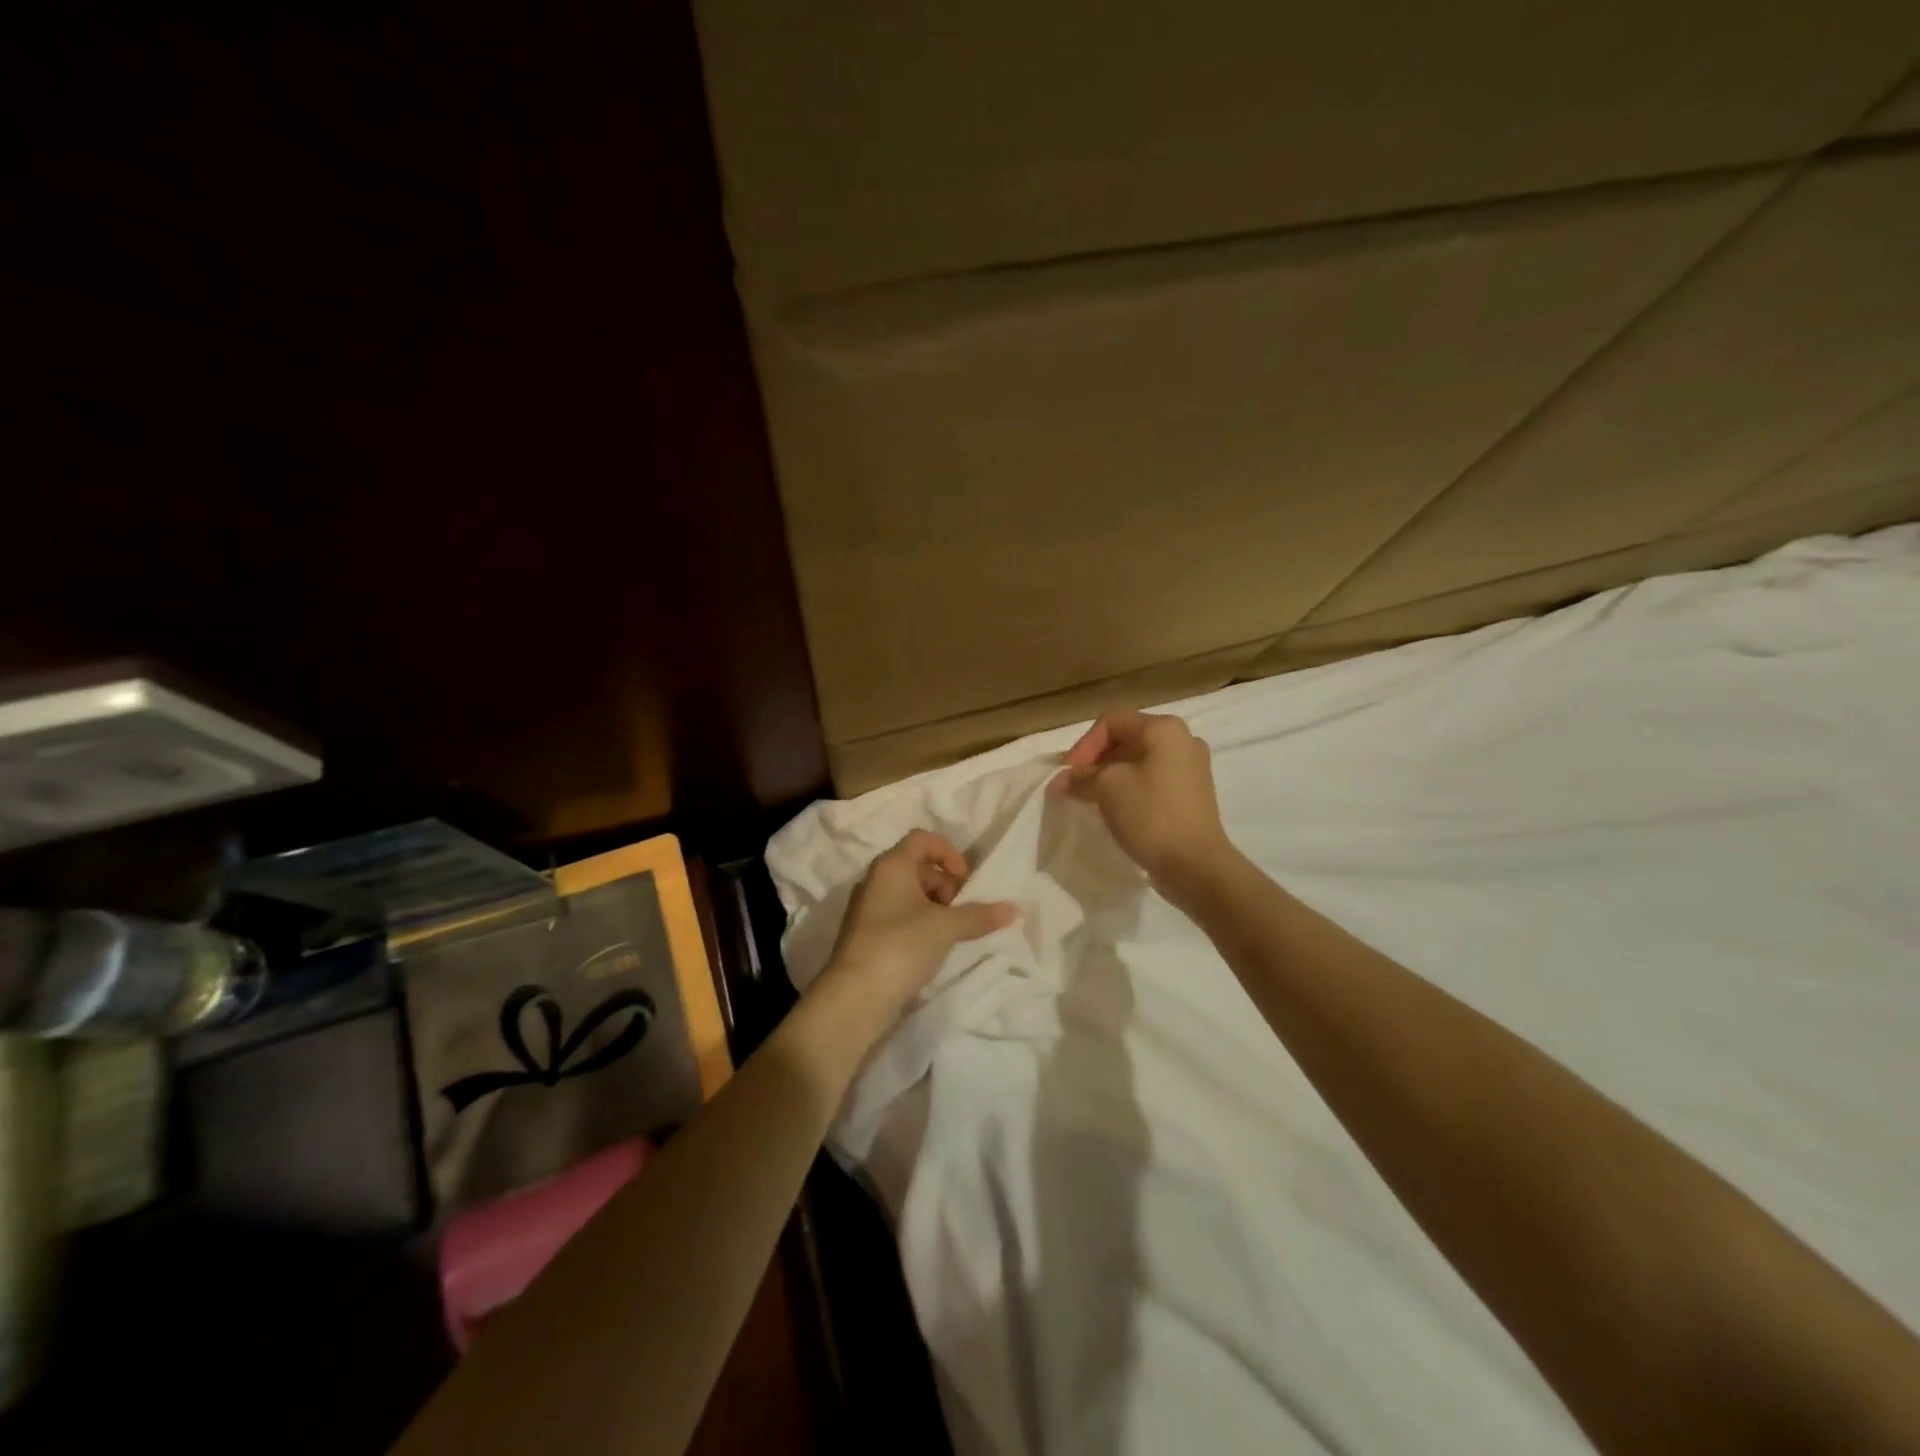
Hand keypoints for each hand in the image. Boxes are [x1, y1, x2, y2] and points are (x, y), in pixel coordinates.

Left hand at [817, 830, 1016, 1017]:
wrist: (854, 998)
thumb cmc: (900, 947)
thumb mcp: (945, 928)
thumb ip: (979, 915)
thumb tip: (1013, 908)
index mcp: (891, 866)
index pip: (923, 839)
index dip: (949, 853)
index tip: (965, 882)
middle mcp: (876, 880)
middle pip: (917, 866)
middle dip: (945, 884)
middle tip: (962, 911)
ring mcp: (868, 909)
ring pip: (909, 894)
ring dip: (934, 907)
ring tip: (951, 933)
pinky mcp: (867, 936)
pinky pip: (899, 917)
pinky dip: (920, 924)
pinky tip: (933, 949)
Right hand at [1050, 710, 1234, 893]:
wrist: (1195, 865)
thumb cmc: (1150, 815)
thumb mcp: (1107, 788)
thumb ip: (1083, 776)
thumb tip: (1066, 780)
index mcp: (1165, 729)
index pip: (1112, 721)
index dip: (1084, 745)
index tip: (1068, 774)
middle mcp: (1183, 740)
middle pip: (1126, 739)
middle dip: (1095, 761)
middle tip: (1073, 785)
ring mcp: (1191, 768)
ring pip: (1139, 761)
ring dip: (1109, 775)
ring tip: (1088, 798)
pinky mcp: (1191, 794)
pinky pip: (1152, 780)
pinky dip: (1129, 787)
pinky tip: (1114, 807)